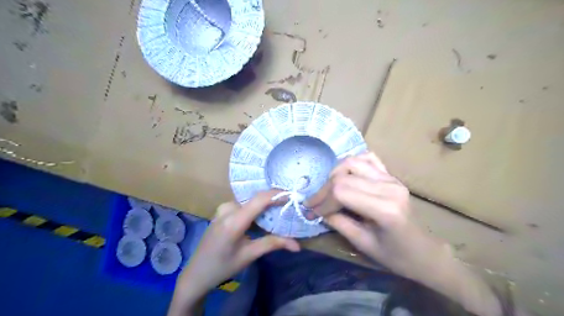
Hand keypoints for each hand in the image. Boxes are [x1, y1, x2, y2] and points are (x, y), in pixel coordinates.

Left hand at [166, 190, 298, 315]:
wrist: (197, 273)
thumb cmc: (223, 266)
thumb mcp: (249, 255)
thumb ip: (273, 244)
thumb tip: (297, 245)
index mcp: (234, 221)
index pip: (260, 199)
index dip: (277, 195)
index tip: (293, 196)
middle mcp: (228, 209)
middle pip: (256, 199)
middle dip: (274, 202)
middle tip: (289, 209)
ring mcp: (223, 208)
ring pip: (250, 202)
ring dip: (264, 207)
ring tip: (278, 215)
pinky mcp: (222, 211)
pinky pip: (243, 205)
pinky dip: (255, 210)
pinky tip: (261, 219)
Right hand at [307, 152, 499, 313]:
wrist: (425, 252)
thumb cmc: (396, 256)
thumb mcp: (363, 245)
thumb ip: (338, 223)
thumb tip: (317, 210)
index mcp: (385, 208)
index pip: (342, 192)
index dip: (322, 201)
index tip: (311, 212)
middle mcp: (389, 186)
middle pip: (344, 176)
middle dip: (324, 190)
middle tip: (315, 204)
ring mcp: (391, 178)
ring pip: (352, 162)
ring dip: (334, 175)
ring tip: (328, 191)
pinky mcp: (391, 176)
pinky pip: (367, 158)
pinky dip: (352, 163)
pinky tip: (346, 175)